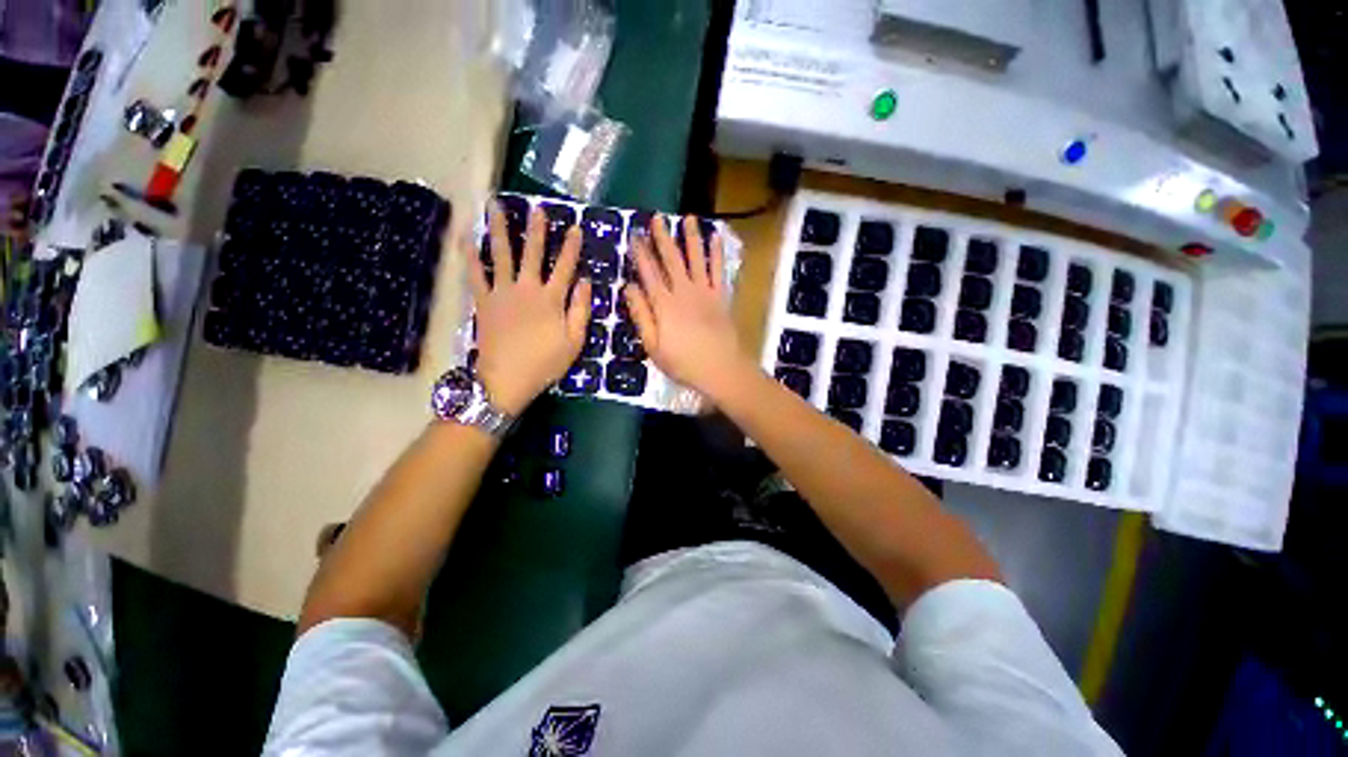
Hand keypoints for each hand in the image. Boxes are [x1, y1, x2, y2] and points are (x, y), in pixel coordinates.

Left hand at [468, 202, 590, 414]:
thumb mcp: (574, 342)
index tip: (575, 227)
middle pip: (533, 253)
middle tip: (537, 208)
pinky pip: (475, 273)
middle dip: (536, 229)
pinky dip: (470, 255)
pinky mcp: (483, 301)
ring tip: (495, 205)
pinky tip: (466, 236)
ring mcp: (502, 292)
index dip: (571, 247)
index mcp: (551, 299)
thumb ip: (581, 310)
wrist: (506, 379)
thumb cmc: (545, 363)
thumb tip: (586, 282)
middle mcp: (527, 289)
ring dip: (500, 229)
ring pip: (501, 255)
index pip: (565, 267)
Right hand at [624, 215, 753, 401]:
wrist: (721, 369)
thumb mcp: (653, 345)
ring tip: (688, 218)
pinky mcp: (721, 297)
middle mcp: (684, 291)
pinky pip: (719, 271)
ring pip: (696, 259)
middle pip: (671, 260)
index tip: (634, 235)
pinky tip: (716, 238)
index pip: (648, 273)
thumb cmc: (683, 363)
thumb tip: (629, 287)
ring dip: (691, 237)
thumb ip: (641, 315)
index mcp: (664, 305)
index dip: (640, 253)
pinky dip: (717, 253)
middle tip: (656, 218)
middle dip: (663, 238)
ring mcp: (705, 292)